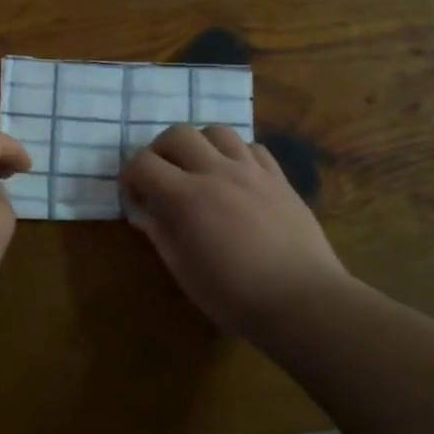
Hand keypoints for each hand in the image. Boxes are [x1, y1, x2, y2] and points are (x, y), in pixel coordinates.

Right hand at [121, 124, 350, 341]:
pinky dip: (236, 154)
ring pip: (217, 131)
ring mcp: (251, 171)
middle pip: (178, 133)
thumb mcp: (183, 270)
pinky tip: (235, 177)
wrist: (304, 302)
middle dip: (160, 150)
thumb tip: (143, 212)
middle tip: (162, 177)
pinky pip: (252, 148)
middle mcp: (217, 172)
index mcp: (187, 197)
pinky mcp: (279, 178)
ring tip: (199, 170)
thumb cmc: (235, 295)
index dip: (130, 176)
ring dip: (199, 145)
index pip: (143, 163)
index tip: (134, 197)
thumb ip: (159, 233)